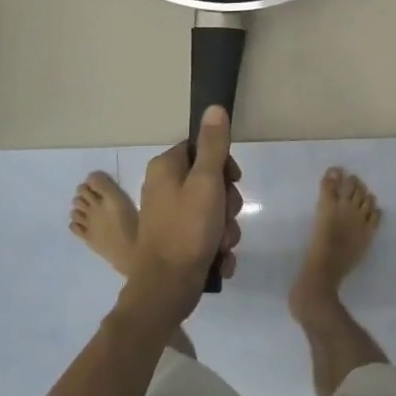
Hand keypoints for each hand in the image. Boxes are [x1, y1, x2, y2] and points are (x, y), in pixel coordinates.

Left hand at [116, 106, 242, 331]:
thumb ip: (213, 145)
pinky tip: (218, 258)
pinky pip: (205, 233)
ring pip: (212, 210)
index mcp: (165, 168)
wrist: (167, 288)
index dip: (223, 164)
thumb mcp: (206, 182)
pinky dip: (216, 245)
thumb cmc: (187, 230)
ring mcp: (169, 215)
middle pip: (210, 180)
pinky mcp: (175, 240)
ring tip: (222, 244)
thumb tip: (214, 107)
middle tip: (226, 218)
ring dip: (225, 227)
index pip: (202, 148)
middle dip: (227, 203)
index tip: (232, 181)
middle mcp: (163, 187)